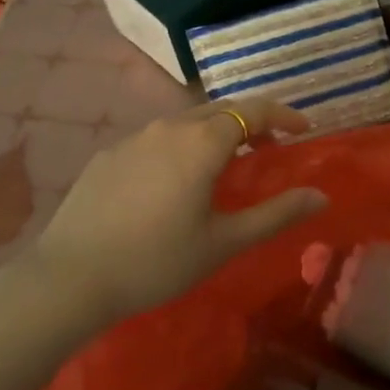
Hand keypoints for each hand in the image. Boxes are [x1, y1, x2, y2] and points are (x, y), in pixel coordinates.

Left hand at [31, 100, 328, 329]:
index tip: (303, 129)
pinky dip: (180, 147)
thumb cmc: (157, 261)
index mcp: (203, 142)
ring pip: (186, 122)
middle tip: (268, 147)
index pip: (254, 110)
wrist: (68, 279)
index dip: (283, 114)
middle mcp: (170, 127)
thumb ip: (276, 214)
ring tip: (224, 164)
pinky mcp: (108, 155)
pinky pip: (156, 139)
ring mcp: (134, 138)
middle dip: (250, 122)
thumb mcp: (224, 242)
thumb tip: (321, 196)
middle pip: (221, 110)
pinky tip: (172, 182)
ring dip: (214, 133)